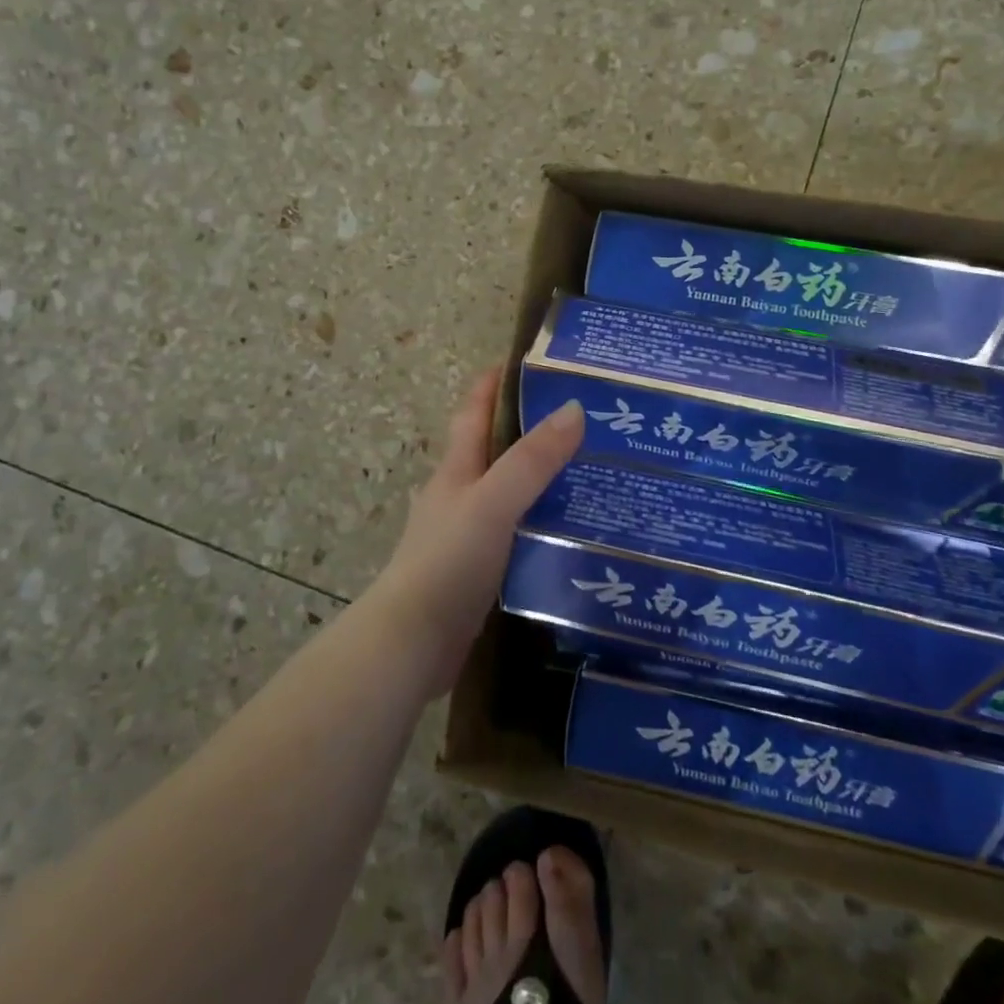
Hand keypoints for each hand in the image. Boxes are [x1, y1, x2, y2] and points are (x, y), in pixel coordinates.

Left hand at [369, 368, 583, 693]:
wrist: (412, 642)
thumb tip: (573, 408)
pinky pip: (516, 532)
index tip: (530, 361)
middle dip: (531, 429)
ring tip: (591, 472)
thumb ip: (532, 460)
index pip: (474, 411)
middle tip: (584, 419)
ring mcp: (467, 533)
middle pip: (495, 449)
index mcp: (457, 469)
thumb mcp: (493, 502)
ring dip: (540, 479)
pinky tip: (571, 530)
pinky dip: (540, 522)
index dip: (495, 382)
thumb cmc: (447, 561)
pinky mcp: (478, 569)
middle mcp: (459, 494)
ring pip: (508, 493)